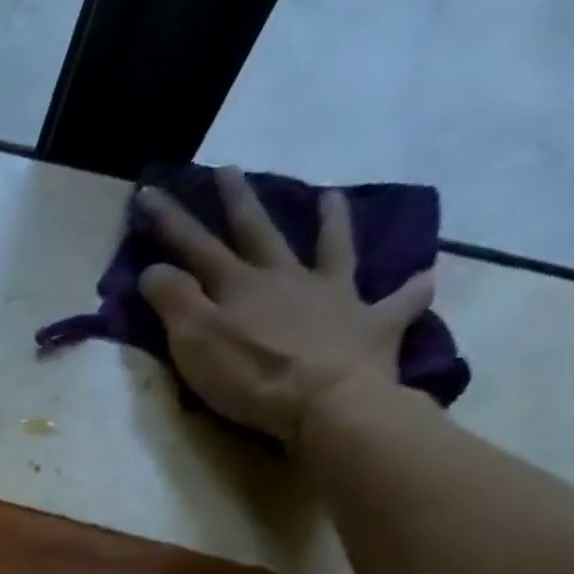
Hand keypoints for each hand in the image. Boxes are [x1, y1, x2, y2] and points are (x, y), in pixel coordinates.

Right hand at [135, 168, 435, 444]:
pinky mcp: (371, 327)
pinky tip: (423, 277)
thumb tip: (154, 269)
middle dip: (239, 202)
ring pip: (332, 249)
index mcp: (240, 286)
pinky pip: (398, 302)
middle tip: (229, 170)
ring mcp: (334, 298)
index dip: (170, 220)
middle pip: (258, 233)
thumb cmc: (251, 375)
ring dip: (330, 223)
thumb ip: (173, 301)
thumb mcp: (194, 340)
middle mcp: (287, 279)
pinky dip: (411, 289)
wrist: (326, 403)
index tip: (150, 192)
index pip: (195, 246)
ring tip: (330, 196)